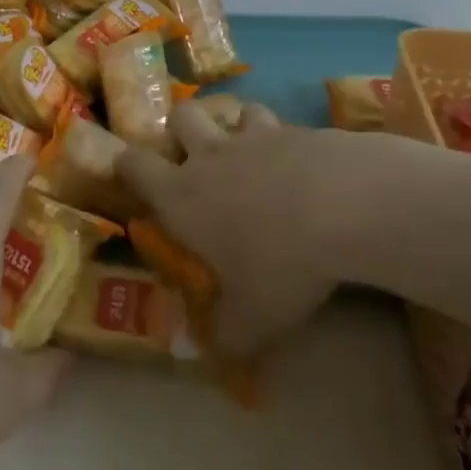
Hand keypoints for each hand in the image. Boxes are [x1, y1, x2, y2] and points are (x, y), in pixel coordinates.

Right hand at [117, 101, 362, 355]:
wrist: (344, 206)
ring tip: (254, 153)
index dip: (126, 164)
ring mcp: (253, 136)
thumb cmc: (280, 262)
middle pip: (180, 117)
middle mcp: (209, 156)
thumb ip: (229, 336)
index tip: (131, 173)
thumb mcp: (254, 318)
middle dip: (182, 129)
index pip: (133, 165)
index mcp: (181, 195)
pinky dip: (284, 139)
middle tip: (196, 156)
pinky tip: (303, 164)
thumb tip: (214, 356)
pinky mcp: (296, 128)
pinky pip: (280, 124)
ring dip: (237, 127)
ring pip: (233, 112)